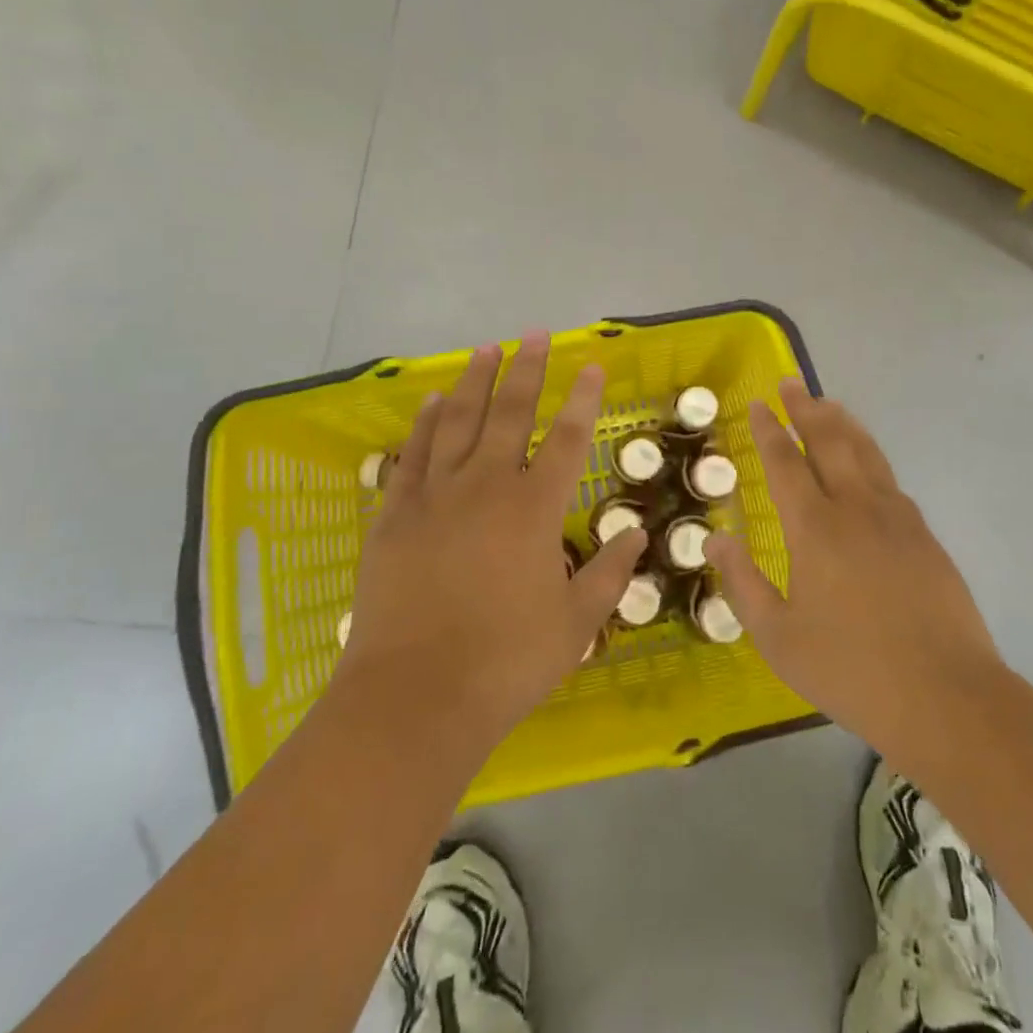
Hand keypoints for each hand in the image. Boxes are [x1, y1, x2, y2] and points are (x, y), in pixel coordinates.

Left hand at [333, 333, 645, 768]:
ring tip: (486, 349)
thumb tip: (636, 534)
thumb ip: (609, 574)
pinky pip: (413, 455)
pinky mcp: (396, 515)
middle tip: (534, 334)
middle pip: (510, 414)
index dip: (582, 399)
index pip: (567, 439)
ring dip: (475, 382)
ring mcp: (435, 497)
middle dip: (527, 370)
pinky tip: (433, 402)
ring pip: (458, 422)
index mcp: (534, 510)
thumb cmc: (505, 662)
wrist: (415, 697)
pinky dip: (425, 424)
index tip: (590, 365)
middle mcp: (486, 487)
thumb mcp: (575, 624)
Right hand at [706, 379, 1002, 770]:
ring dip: (843, 425)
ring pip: (866, 454)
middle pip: (829, 442)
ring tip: (829, 404)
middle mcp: (855, 509)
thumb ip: (743, 584)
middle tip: (792, 384)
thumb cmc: (850, 669)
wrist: (946, 696)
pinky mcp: (924, 537)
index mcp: (814, 529)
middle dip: (807, 409)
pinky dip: (871, 458)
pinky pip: (890, 481)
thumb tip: (717, 541)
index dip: (770, 431)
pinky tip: (868, 465)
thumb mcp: (778, 637)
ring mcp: (896, 519)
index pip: (785, 463)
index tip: (760, 404)